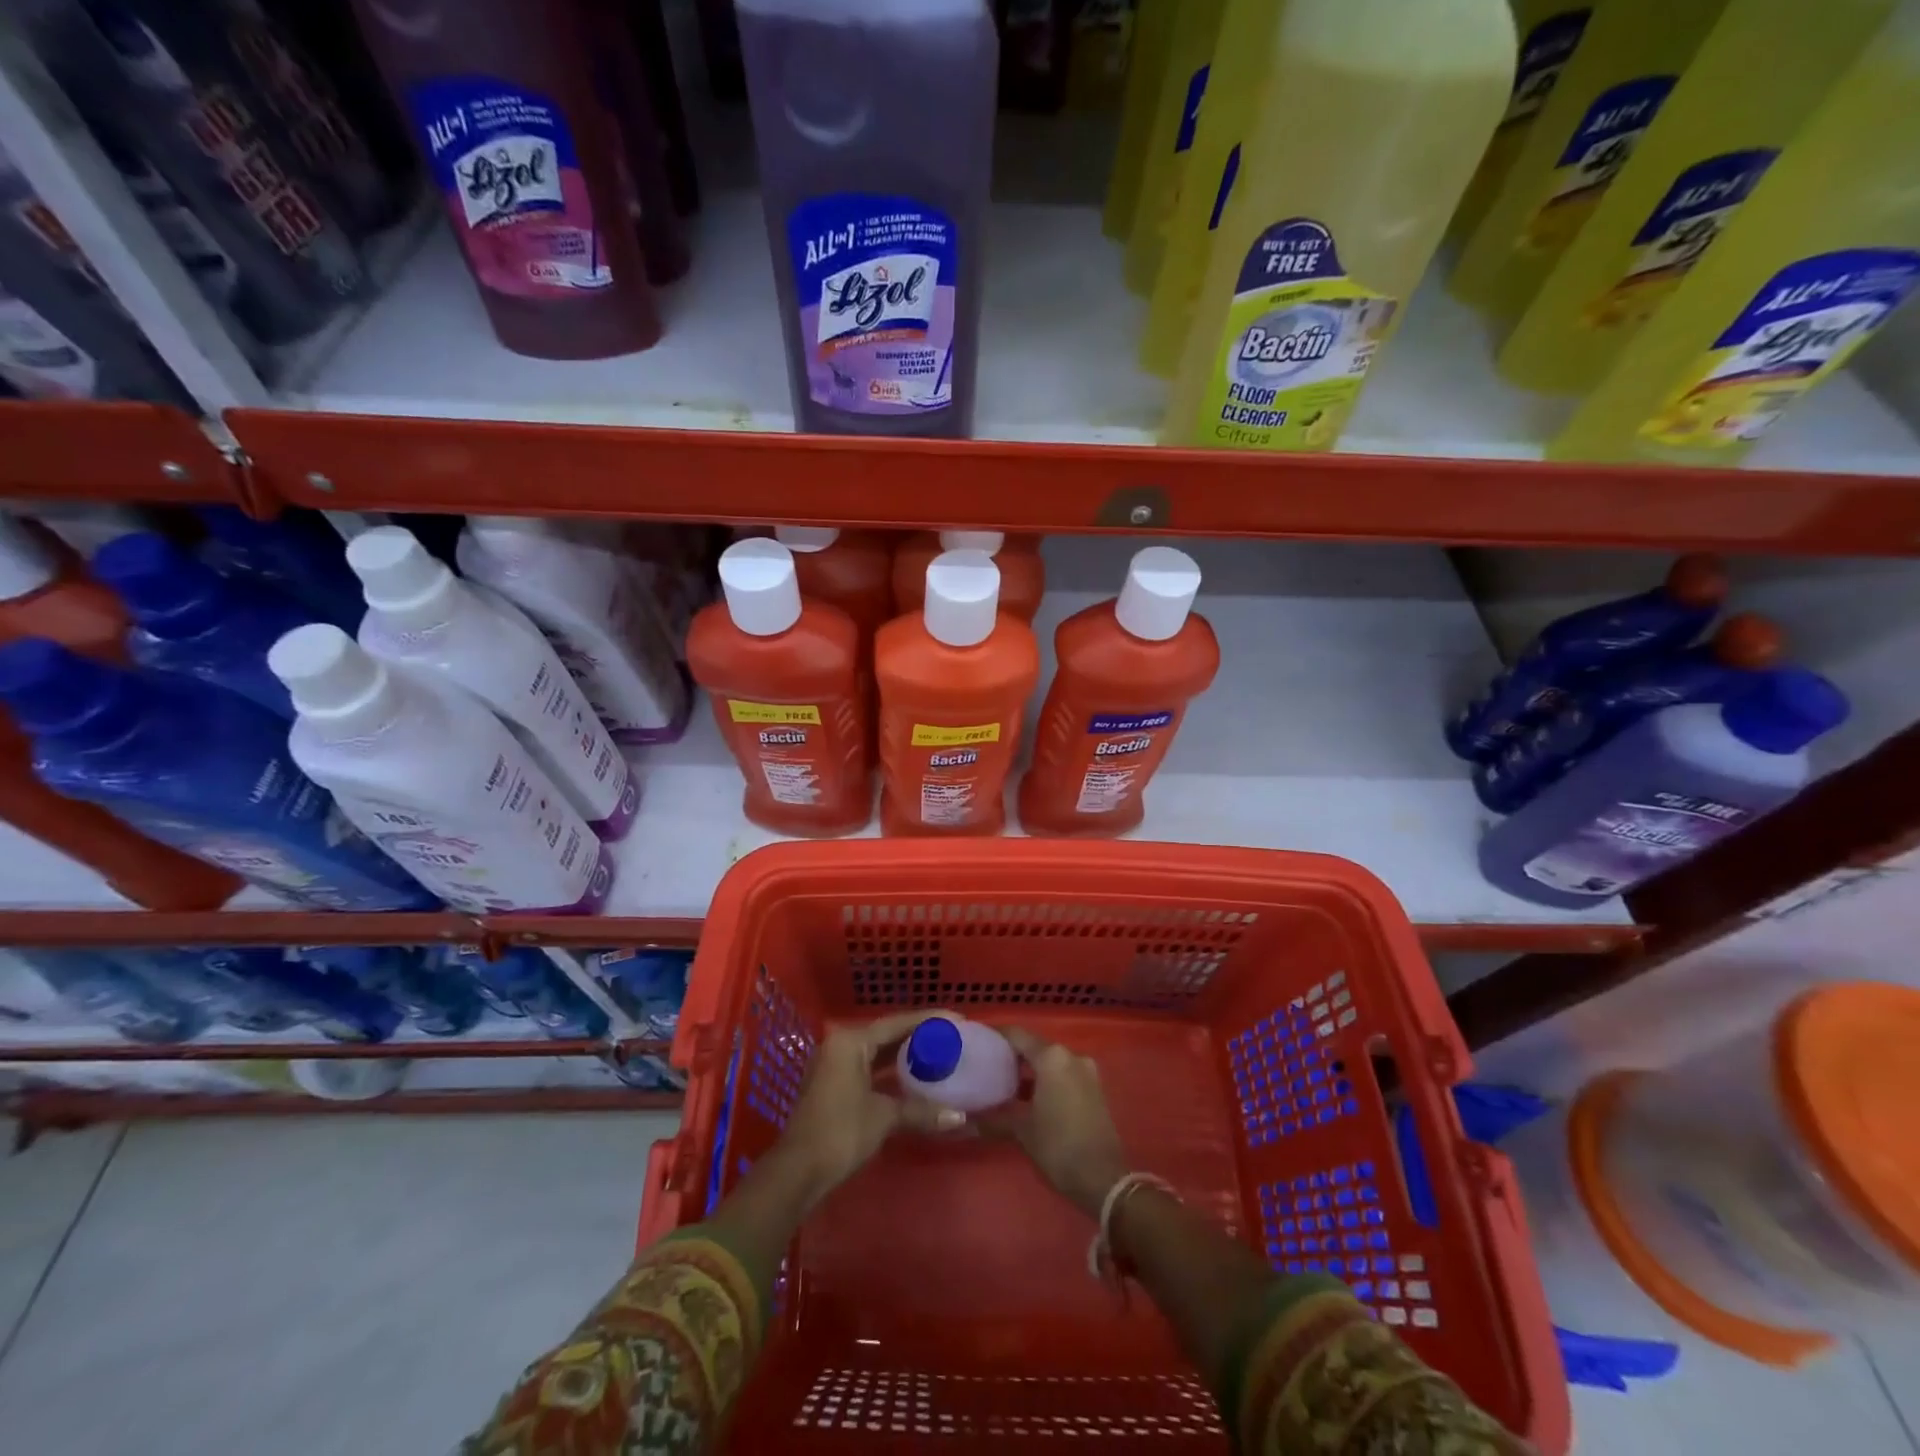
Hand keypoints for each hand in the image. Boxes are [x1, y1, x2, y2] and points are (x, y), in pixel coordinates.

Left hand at [776, 1010, 963, 1207]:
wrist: (798, 1171)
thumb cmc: (841, 1132)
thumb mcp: (884, 1117)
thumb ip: (921, 1111)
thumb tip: (960, 1117)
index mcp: (851, 1041)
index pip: (896, 1023)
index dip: (928, 1021)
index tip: (957, 1020)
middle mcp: (841, 1045)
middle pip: (886, 1034)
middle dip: (918, 1036)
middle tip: (951, 1037)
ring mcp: (834, 1064)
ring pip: (877, 1052)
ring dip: (904, 1054)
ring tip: (938, 1053)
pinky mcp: (834, 1084)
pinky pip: (869, 1067)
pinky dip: (890, 1071)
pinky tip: (913, 1077)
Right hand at [984, 1028, 1128, 1218]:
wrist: (1104, 1179)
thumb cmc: (1058, 1146)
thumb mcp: (1022, 1131)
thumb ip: (994, 1118)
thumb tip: (965, 1119)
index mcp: (1052, 1057)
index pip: (1017, 1035)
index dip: (996, 1036)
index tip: (977, 1042)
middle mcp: (1070, 1055)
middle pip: (1034, 1046)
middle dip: (1012, 1056)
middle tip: (987, 1067)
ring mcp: (1086, 1071)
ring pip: (1050, 1061)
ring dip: (1029, 1070)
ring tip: (1004, 1085)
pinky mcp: (1094, 1088)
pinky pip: (1063, 1074)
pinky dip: (1046, 1080)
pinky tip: (1029, 1099)